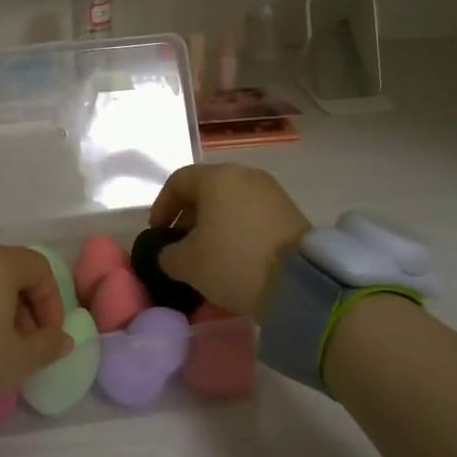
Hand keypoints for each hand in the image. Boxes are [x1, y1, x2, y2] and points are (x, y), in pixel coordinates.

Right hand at [148, 165, 311, 318]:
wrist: (300, 281)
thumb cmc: (233, 262)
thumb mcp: (186, 264)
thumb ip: (167, 254)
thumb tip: (170, 253)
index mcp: (216, 177)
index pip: (177, 181)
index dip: (161, 207)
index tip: (157, 234)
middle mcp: (244, 175)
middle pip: (205, 189)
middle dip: (188, 216)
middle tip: (181, 245)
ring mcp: (270, 191)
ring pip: (230, 201)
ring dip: (213, 223)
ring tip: (208, 253)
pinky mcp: (289, 210)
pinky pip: (251, 213)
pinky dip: (237, 229)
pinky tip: (235, 255)